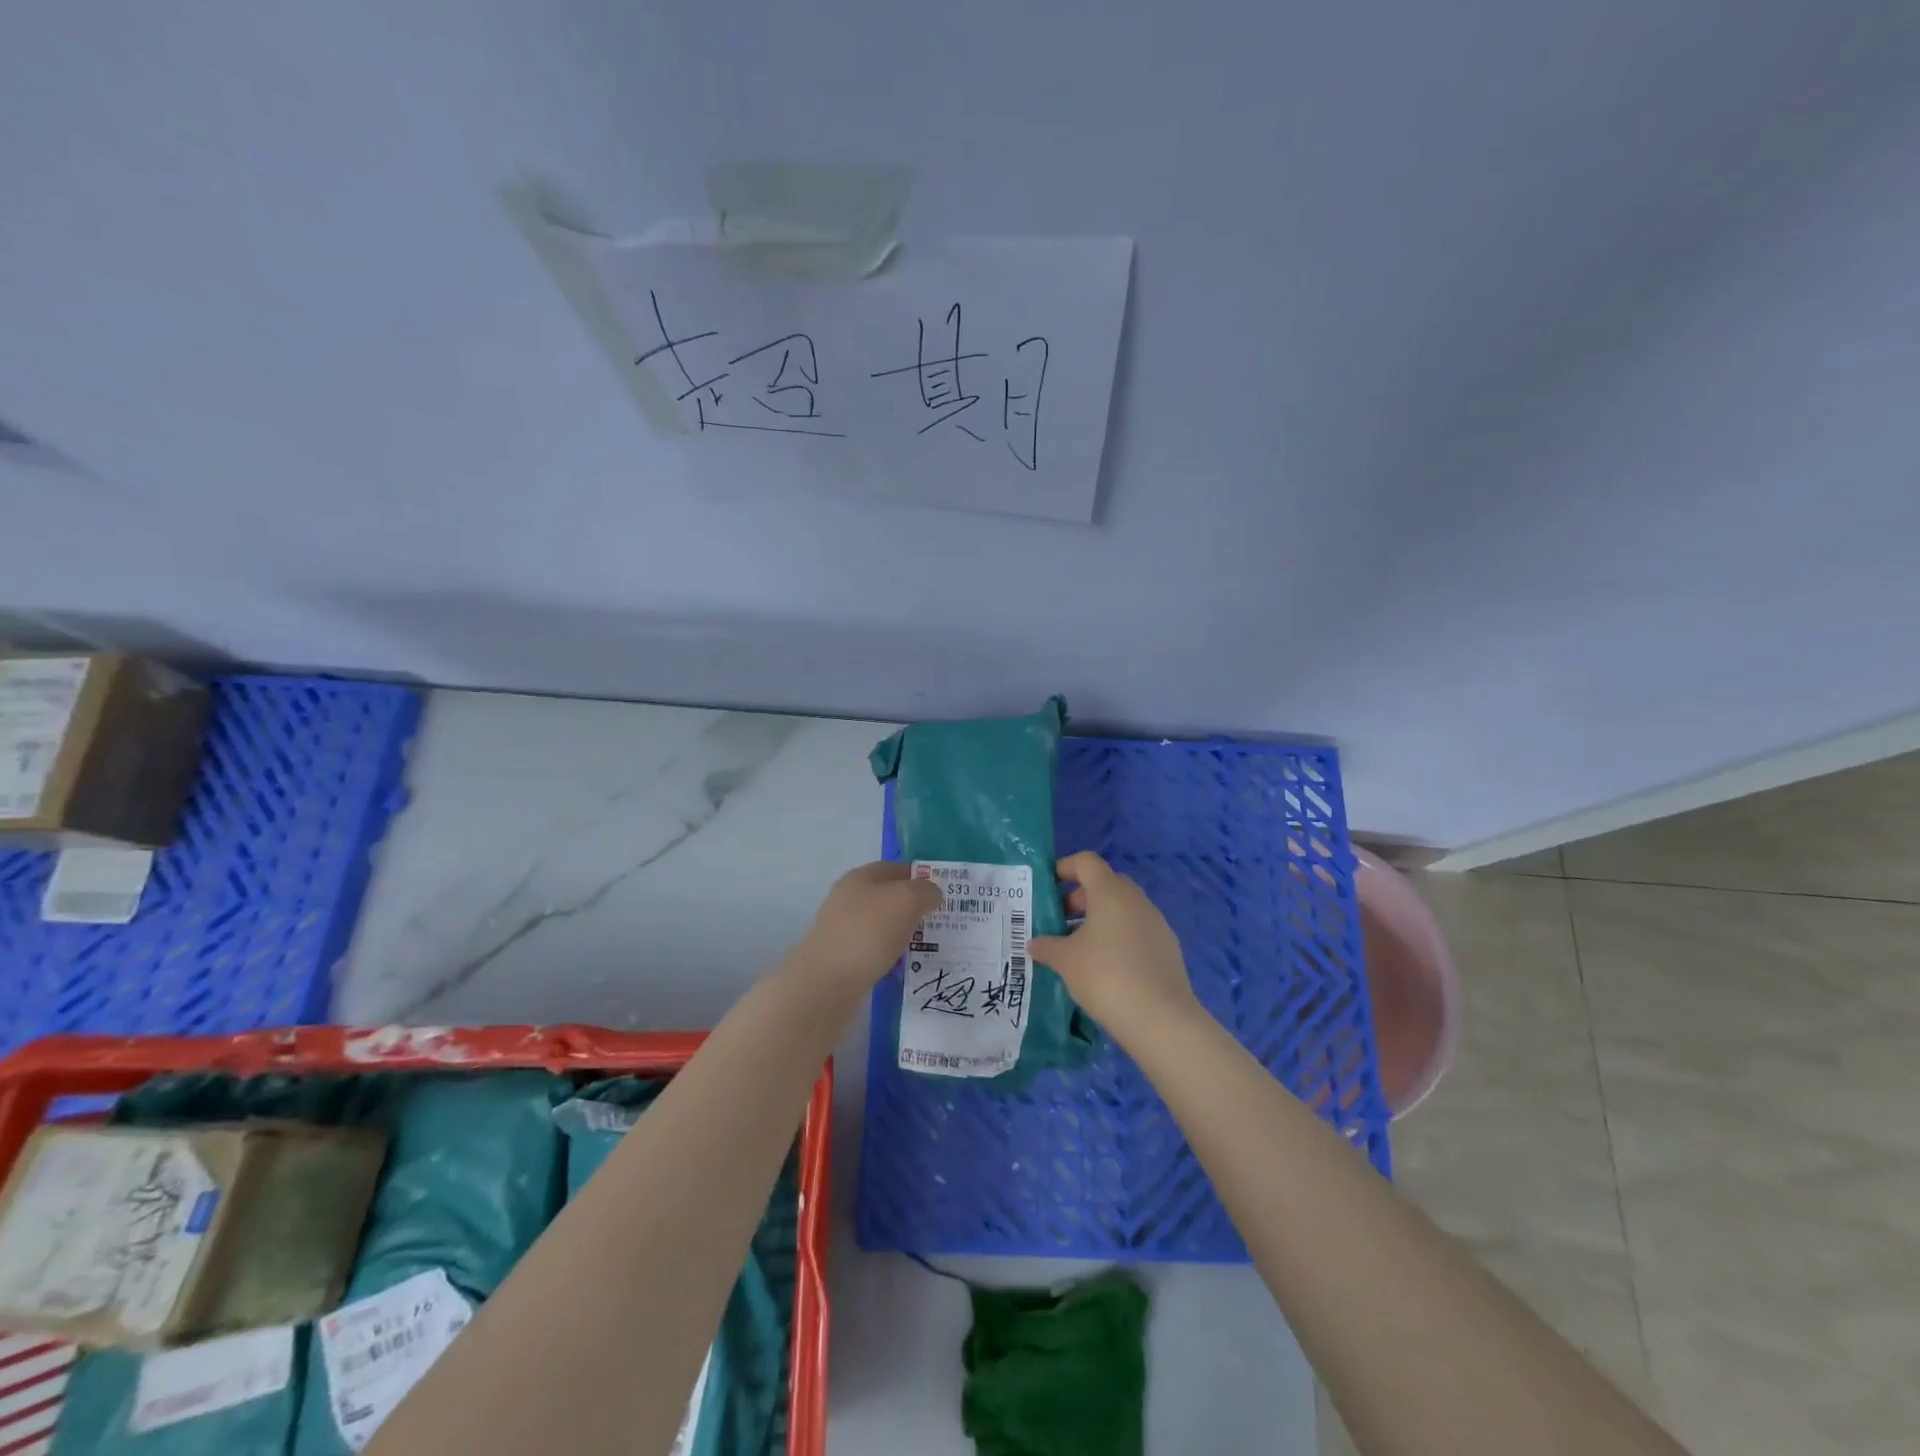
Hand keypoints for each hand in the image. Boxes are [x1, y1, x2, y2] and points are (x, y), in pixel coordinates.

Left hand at [789, 861, 942, 996]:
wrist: (827, 981)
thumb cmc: (869, 930)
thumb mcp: (908, 899)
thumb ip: (925, 891)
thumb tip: (931, 894)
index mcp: (860, 877)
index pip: (895, 868)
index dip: (920, 877)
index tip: (941, 895)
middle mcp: (848, 899)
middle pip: (888, 898)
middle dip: (913, 908)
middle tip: (938, 922)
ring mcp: (842, 929)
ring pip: (882, 926)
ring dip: (902, 935)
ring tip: (926, 948)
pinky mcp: (840, 958)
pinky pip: (874, 951)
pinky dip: (890, 957)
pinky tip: (903, 968)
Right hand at [1031, 851, 1202, 1043]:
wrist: (1160, 1018)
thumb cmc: (1106, 976)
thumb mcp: (1066, 961)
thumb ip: (1047, 946)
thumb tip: (1034, 943)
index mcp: (1111, 893)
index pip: (1087, 862)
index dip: (1065, 868)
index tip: (1047, 888)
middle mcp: (1136, 900)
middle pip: (1105, 884)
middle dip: (1081, 898)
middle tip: (1061, 922)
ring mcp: (1156, 923)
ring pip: (1123, 909)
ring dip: (1100, 920)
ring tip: (1080, 948)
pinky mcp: (1168, 948)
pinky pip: (1137, 931)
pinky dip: (1119, 938)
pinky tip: (1107, 968)